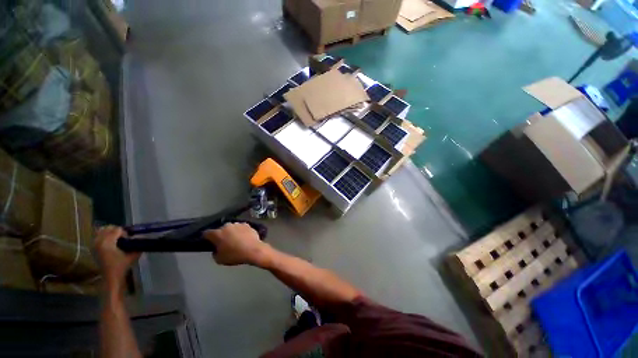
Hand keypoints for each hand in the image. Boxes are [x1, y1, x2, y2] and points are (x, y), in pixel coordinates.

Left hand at [94, 226, 140, 292]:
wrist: (111, 277)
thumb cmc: (122, 266)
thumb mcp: (133, 254)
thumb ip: (136, 244)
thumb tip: (140, 237)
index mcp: (107, 243)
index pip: (117, 229)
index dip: (125, 233)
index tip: (129, 239)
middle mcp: (98, 242)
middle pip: (108, 228)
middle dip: (117, 231)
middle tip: (123, 238)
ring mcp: (94, 245)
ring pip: (101, 231)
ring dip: (110, 233)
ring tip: (116, 239)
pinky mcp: (93, 248)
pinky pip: (98, 236)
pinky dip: (104, 236)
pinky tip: (110, 242)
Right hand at [204, 223, 272, 266]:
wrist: (253, 250)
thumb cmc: (234, 255)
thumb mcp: (219, 259)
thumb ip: (215, 252)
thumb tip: (217, 249)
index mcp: (217, 233)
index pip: (207, 233)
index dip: (206, 238)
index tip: (208, 241)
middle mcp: (227, 226)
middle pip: (220, 229)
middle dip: (221, 235)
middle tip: (224, 243)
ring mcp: (238, 224)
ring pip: (231, 228)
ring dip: (231, 232)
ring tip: (235, 240)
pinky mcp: (247, 224)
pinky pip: (241, 228)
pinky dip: (241, 231)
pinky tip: (243, 238)